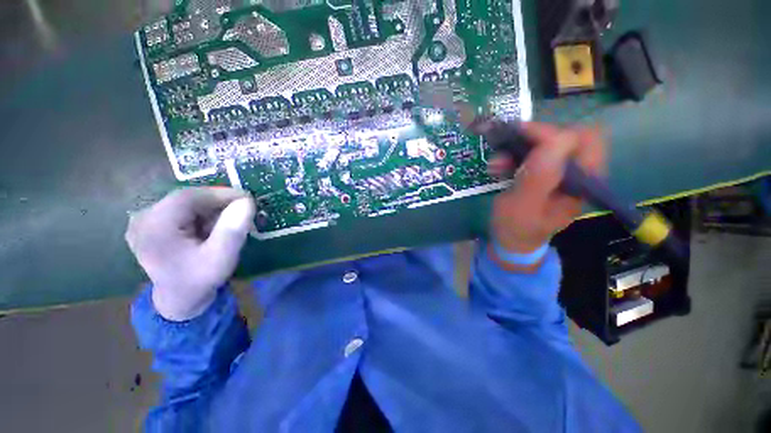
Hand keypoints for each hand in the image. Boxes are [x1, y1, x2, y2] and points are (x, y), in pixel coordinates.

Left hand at [125, 187, 255, 320]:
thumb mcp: (221, 258)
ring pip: (186, 204)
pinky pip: (182, 211)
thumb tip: (247, 202)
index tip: (248, 199)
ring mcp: (145, 221)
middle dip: (217, 203)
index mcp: (154, 227)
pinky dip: (202, 215)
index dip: (220, 194)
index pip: (188, 197)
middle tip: (243, 211)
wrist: (180, 299)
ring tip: (229, 222)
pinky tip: (212, 228)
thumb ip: (232, 230)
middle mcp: (143, 219)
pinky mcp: (152, 225)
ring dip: (211, 209)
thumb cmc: (200, 280)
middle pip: (187, 199)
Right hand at [489, 122, 604, 265]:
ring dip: (518, 148)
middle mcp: (576, 173)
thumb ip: (540, 177)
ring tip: (496, 164)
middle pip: (563, 136)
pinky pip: (532, 153)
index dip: (551, 133)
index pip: (582, 140)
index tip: (518, 136)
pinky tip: (499, 167)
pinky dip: (513, 156)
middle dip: (531, 139)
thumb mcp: (524, 207)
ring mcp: (559, 172)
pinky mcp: (543, 173)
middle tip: (504, 149)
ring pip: (546, 143)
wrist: (510, 241)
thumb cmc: (516, 228)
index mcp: (582, 182)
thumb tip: (559, 138)